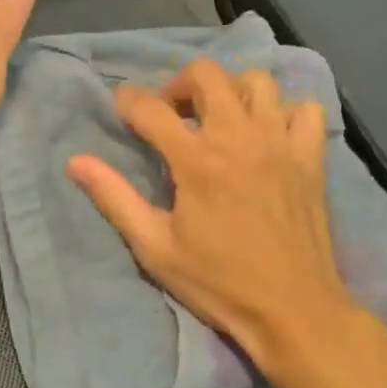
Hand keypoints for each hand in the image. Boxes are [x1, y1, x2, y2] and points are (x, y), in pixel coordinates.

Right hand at [67, 60, 355, 364]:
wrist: (294, 312)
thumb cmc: (219, 282)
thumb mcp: (155, 247)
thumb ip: (115, 197)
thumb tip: (75, 161)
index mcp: (197, 160)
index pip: (152, 109)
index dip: (129, 101)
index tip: (121, 105)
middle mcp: (239, 137)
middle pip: (207, 75)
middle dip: (180, 84)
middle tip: (173, 113)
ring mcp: (280, 143)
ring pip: (257, 82)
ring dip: (232, 91)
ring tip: (221, 119)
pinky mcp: (311, 157)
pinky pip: (304, 110)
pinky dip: (286, 112)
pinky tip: (270, 134)